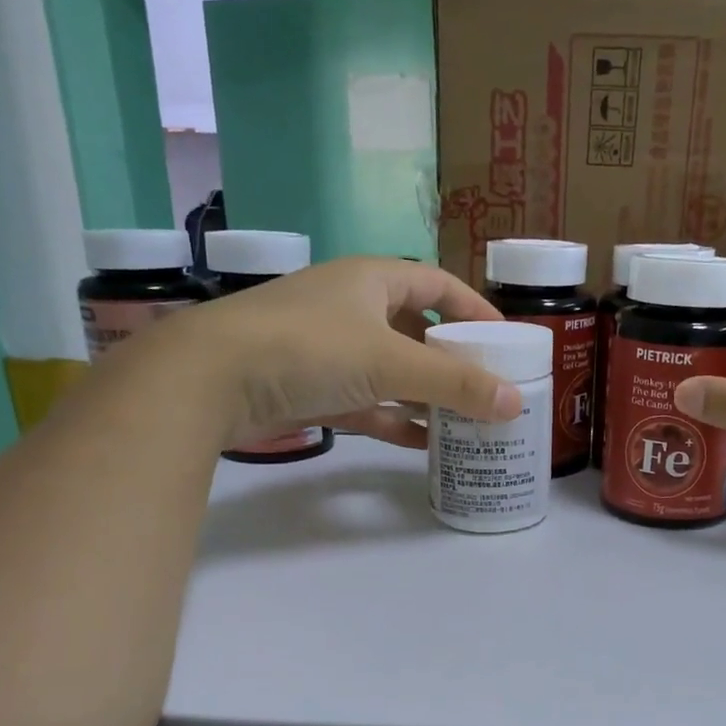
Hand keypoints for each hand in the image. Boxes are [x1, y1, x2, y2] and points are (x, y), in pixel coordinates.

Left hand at [181, 257, 521, 446]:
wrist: (209, 379)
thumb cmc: (309, 348)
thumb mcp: (391, 362)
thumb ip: (455, 384)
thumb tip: (516, 403)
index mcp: (372, 280)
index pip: (438, 284)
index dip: (474, 308)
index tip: (505, 341)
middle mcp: (352, 308)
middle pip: (417, 331)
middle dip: (452, 361)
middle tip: (489, 389)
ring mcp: (328, 350)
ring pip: (392, 372)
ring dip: (425, 396)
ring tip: (466, 422)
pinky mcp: (311, 389)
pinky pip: (367, 404)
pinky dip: (394, 421)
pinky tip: (424, 445)